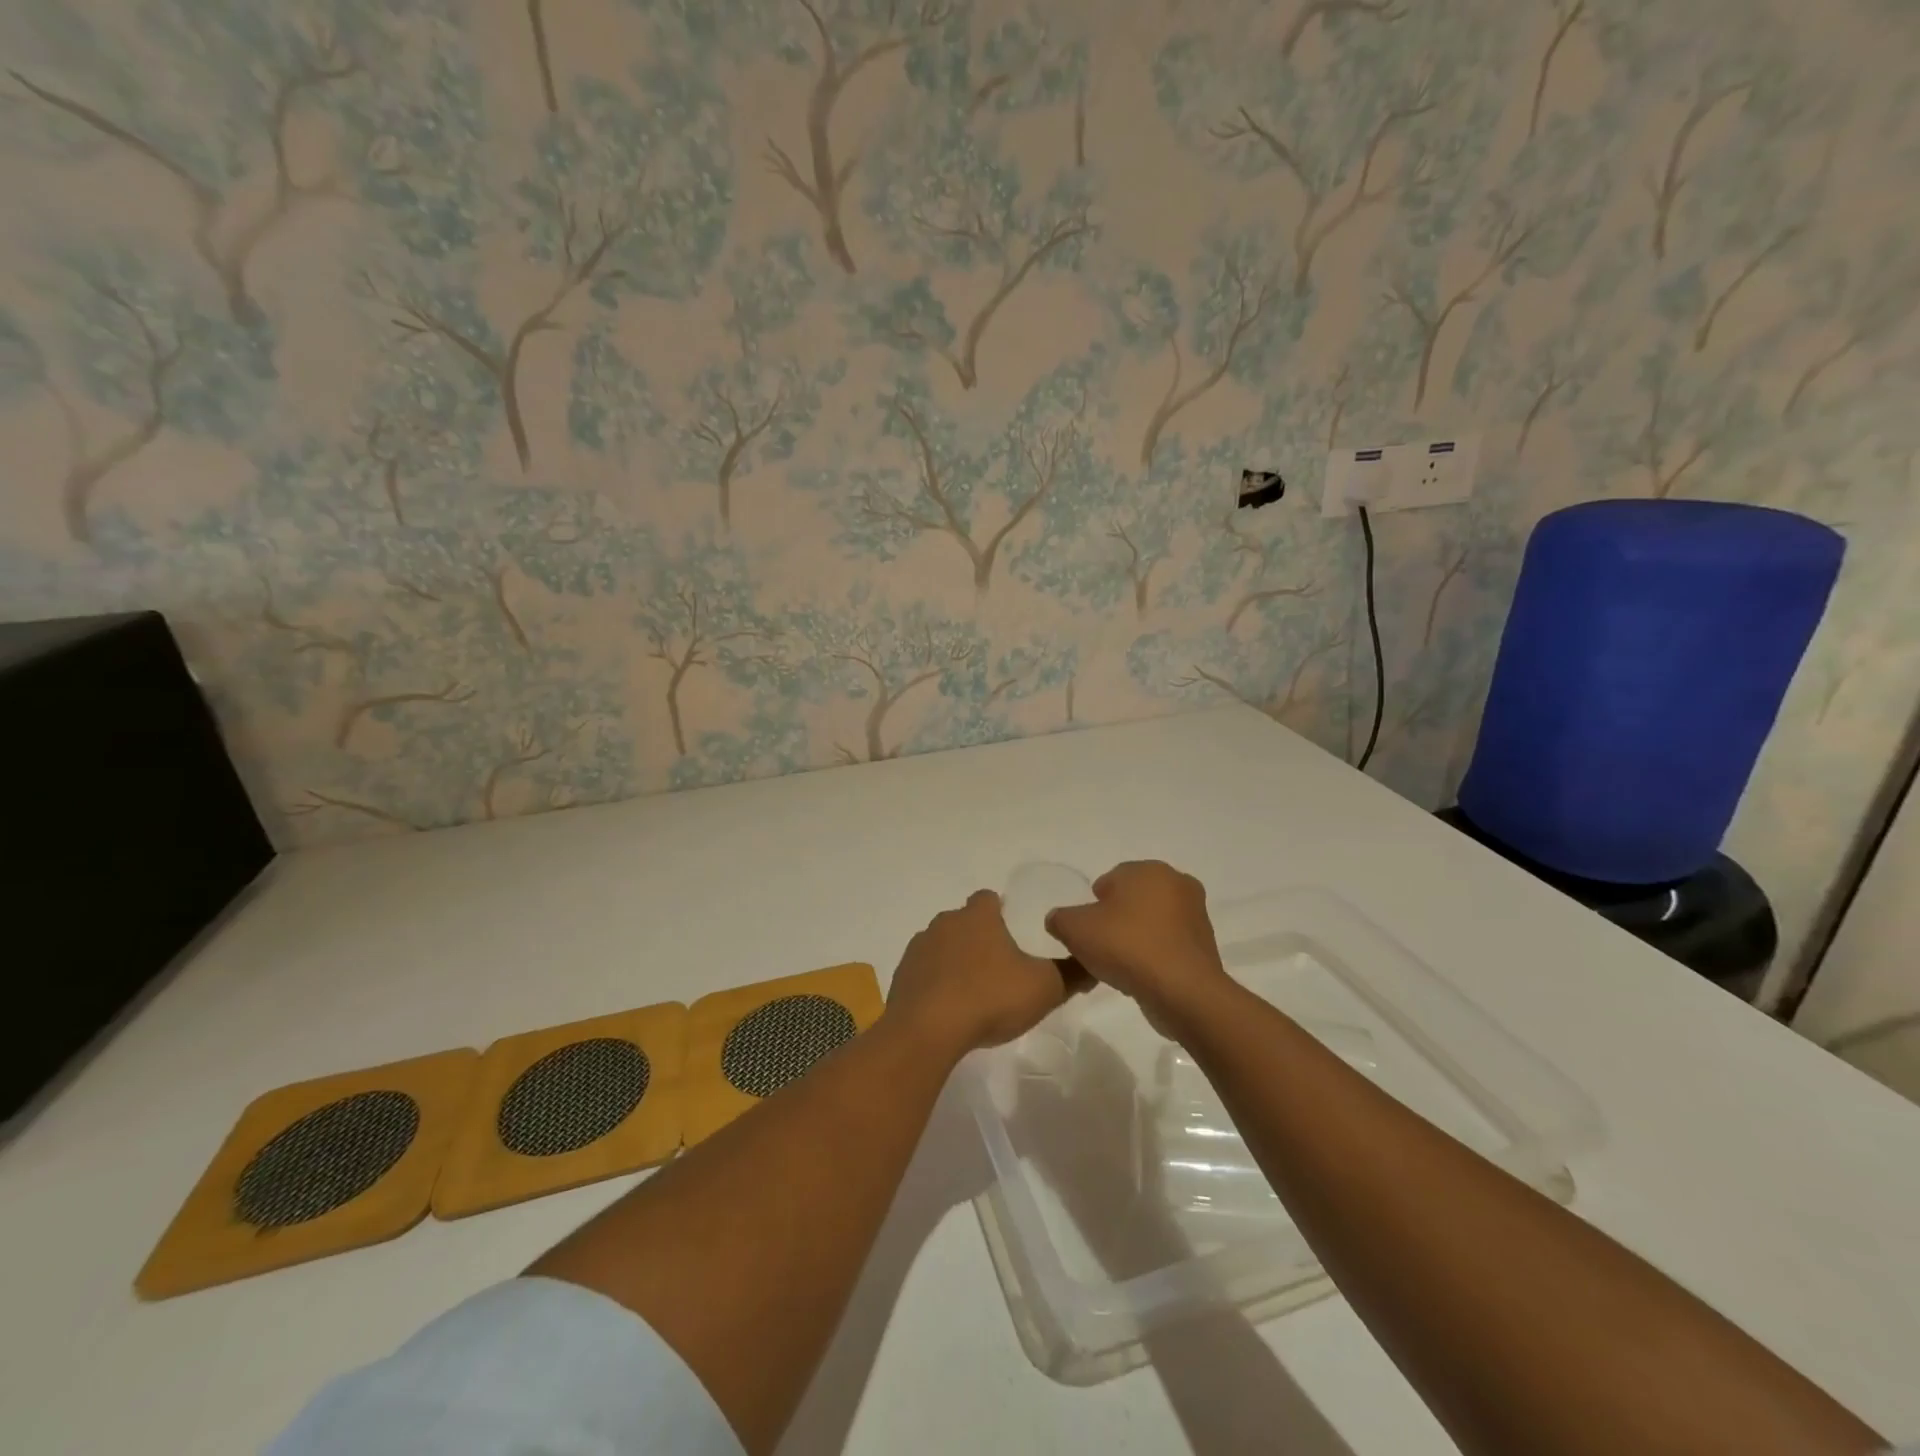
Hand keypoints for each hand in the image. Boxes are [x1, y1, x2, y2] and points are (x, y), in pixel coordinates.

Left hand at [887, 890, 1072, 1056]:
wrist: (927, 1031)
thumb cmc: (990, 998)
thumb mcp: (1044, 988)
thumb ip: (1072, 974)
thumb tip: (1094, 963)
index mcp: (978, 917)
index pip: (988, 898)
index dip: (1000, 910)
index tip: (1013, 930)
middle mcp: (945, 923)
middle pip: (964, 921)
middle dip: (979, 938)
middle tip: (999, 967)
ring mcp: (918, 949)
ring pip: (941, 945)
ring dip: (955, 960)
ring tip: (973, 992)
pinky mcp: (901, 976)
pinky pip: (924, 972)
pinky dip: (935, 983)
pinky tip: (948, 1009)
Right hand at [1044, 860, 1232, 1035]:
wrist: (1182, 991)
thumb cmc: (1126, 946)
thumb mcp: (1075, 929)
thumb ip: (1060, 918)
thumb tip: (1058, 920)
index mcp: (1148, 869)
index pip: (1112, 879)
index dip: (1094, 903)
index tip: (1087, 928)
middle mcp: (1177, 883)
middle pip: (1135, 898)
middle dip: (1118, 917)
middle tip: (1101, 945)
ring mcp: (1197, 914)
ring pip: (1154, 921)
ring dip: (1138, 936)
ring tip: (1121, 964)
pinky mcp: (1207, 945)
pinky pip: (1170, 944)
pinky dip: (1156, 954)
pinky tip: (1142, 975)